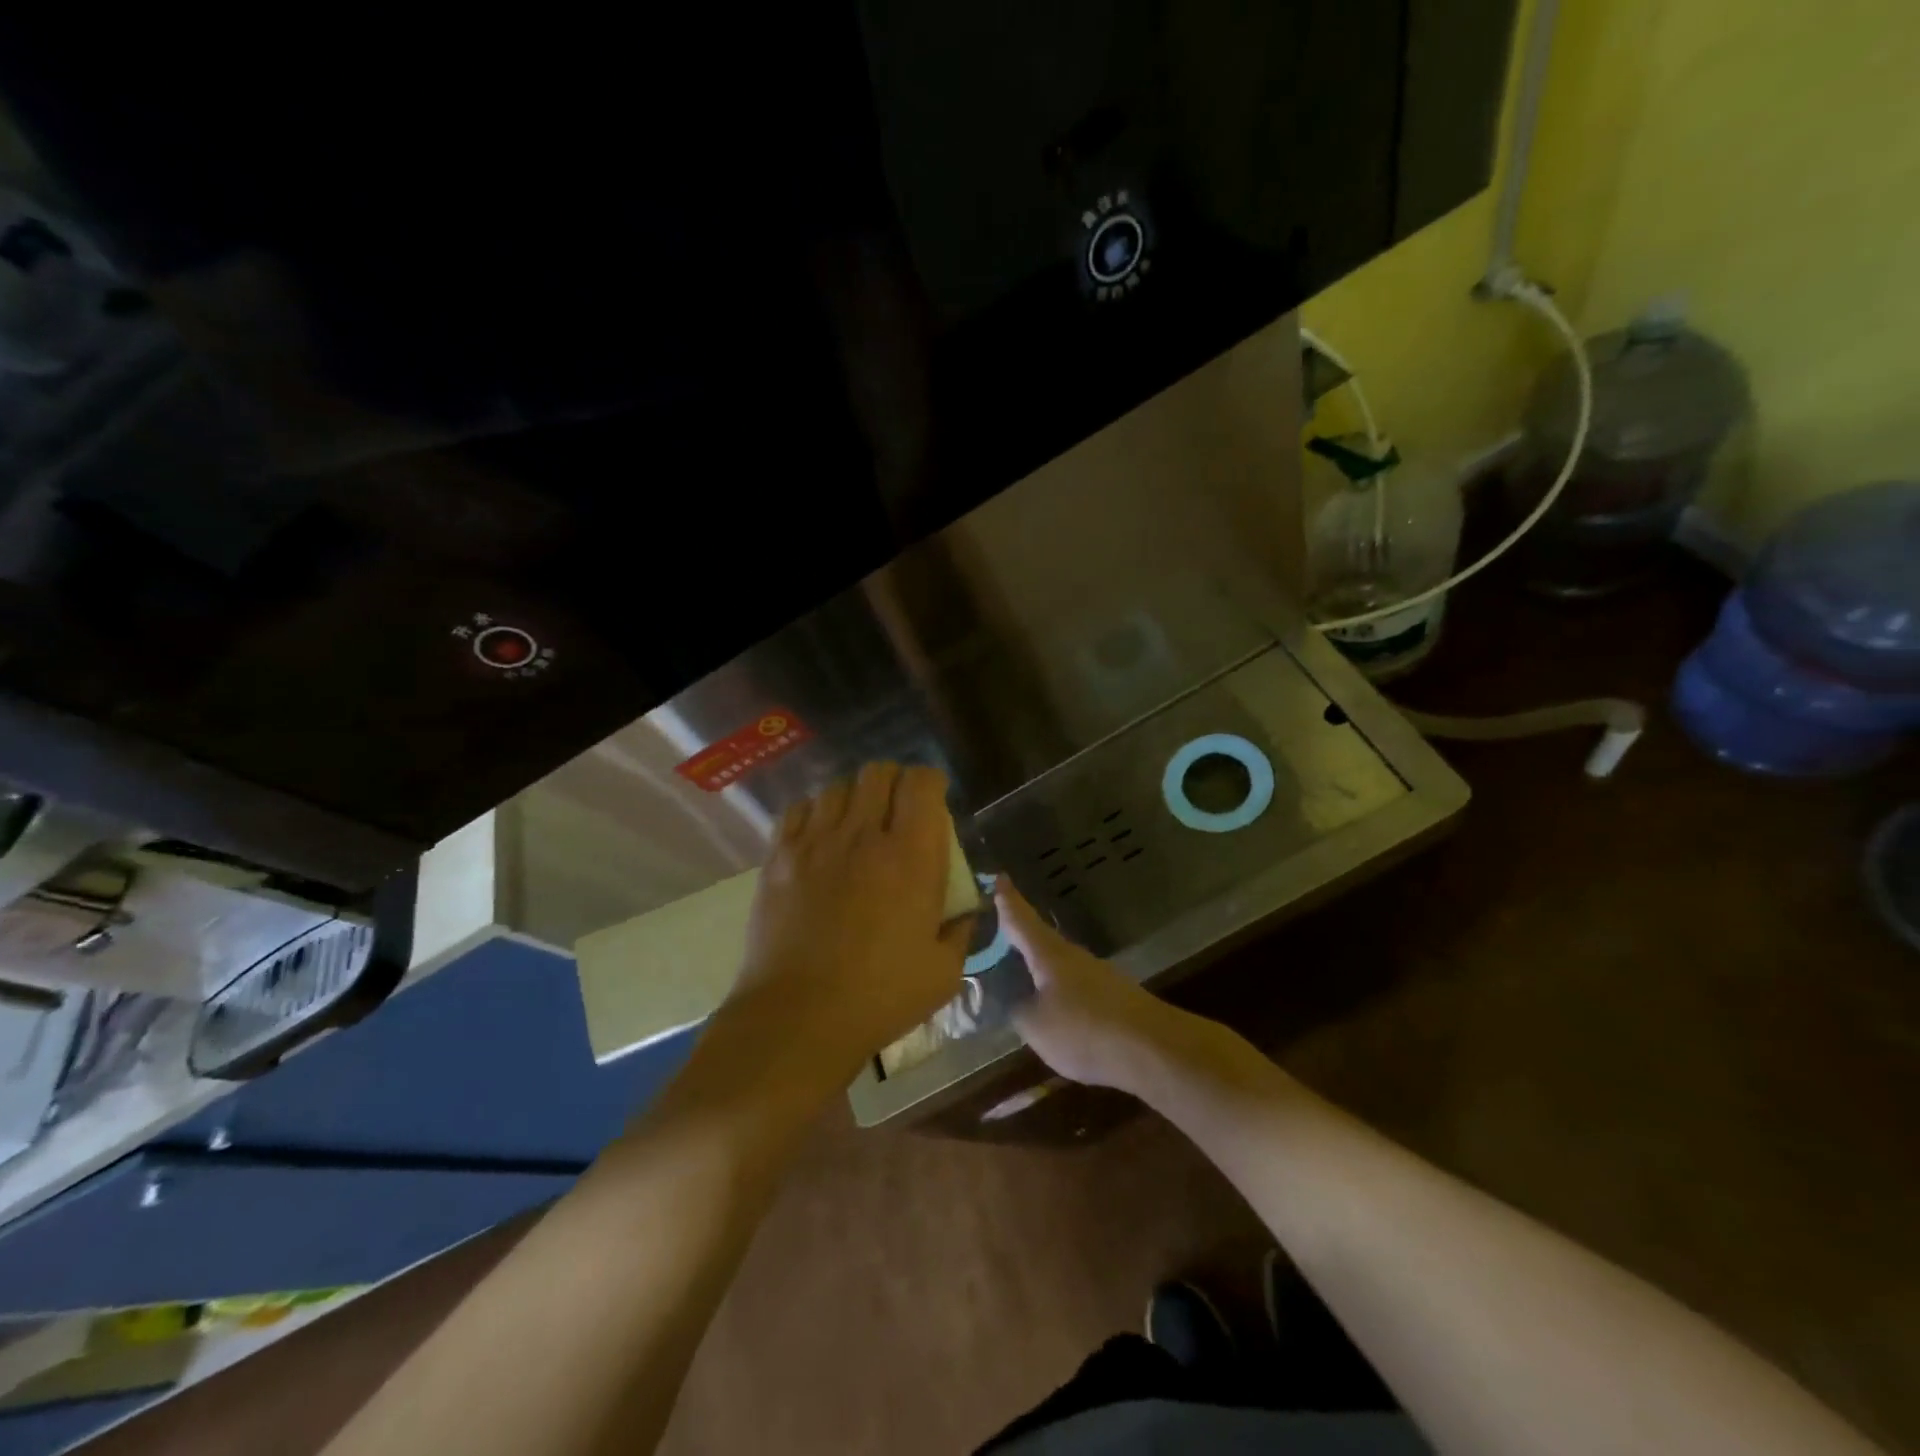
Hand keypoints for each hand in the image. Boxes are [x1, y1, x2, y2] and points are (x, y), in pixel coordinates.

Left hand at [730, 763, 970, 1082]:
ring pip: (836, 787)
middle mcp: (863, 835)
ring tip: (856, 823)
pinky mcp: (778, 858)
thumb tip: (963, 912)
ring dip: (854, 797)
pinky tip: (819, 837)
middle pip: (877, 773)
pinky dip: (814, 813)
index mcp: (910, 856)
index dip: (931, 782)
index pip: (922, 783)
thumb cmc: (879, 997)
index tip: (935, 799)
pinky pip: (797, 810)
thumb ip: (960, 932)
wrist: (798, 1018)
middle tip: (898, 810)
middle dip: (894, 782)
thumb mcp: (943, 973)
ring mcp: (815, 843)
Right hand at [998, 877, 1193, 1092]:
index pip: (1021, 920)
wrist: (1151, 1048)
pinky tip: (1052, 1007)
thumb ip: (1018, 1009)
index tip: (999, 877)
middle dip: (1020, 935)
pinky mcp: (1111, 997)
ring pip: (1059, 964)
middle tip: (999, 929)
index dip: (1008, 901)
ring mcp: (1096, 975)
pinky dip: (1058, 989)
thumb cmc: (1084, 1029)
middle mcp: (1072, 956)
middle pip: (1040, 939)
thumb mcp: (1035, 1025)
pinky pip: (1074, 986)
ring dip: (1039, 965)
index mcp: (1048, 954)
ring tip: (1019, 972)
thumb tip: (1013, 999)